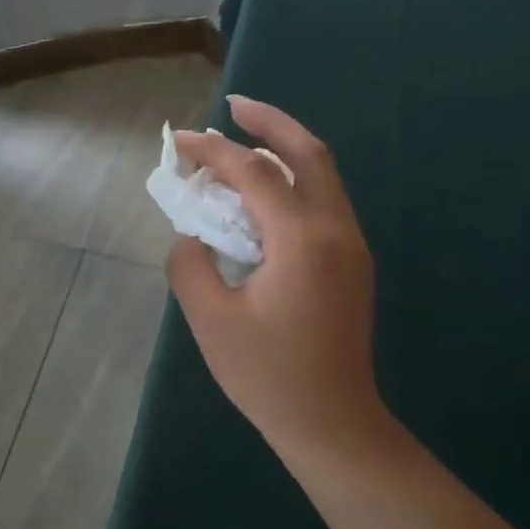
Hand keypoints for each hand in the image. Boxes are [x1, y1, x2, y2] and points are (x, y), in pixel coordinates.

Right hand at [167, 95, 396, 467]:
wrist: (332, 422)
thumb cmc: (268, 375)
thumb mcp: (211, 320)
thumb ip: (190, 265)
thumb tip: (192, 236)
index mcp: (301, 240)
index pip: (255, 173)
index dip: (213, 151)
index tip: (177, 142)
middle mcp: (335, 231)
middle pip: (310, 153)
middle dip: (271, 121)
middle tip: (234, 105)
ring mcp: (351, 247)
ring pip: (323, 176)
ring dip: (285, 150)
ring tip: (244, 142)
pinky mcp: (352, 265)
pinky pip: (323, 203)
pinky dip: (293, 183)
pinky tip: (263, 195)